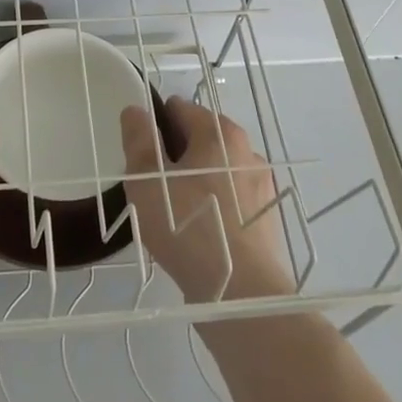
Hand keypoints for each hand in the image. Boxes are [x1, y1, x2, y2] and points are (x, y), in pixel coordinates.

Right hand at [120, 96, 294, 303]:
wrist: (241, 293)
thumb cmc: (187, 226)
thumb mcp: (147, 180)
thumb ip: (139, 140)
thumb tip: (136, 110)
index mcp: (220, 132)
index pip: (180, 109)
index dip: (154, 127)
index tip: (140, 158)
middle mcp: (247, 151)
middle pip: (200, 140)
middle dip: (174, 157)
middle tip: (152, 190)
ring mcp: (261, 187)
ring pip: (215, 173)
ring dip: (194, 184)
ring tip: (172, 217)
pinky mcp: (266, 220)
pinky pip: (230, 202)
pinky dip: (212, 209)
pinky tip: (196, 236)